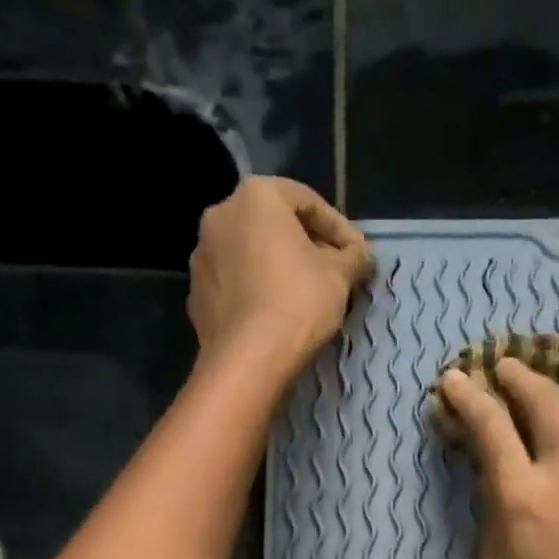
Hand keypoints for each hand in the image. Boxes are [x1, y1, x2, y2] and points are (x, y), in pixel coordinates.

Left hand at [187, 176, 372, 384]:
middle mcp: (220, 216)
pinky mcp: (197, 295)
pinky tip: (279, 315)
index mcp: (255, 198)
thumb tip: (362, 256)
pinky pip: (236, 285)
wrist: (248, 360)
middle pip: (274, 225)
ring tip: (307, 297)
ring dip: (280, 269)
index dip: (339, 228)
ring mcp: (202, 257)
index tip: (359, 254)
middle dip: (307, 246)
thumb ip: (354, 258)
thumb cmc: (298, 302)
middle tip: (335, 274)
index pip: (307, 201)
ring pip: (252, 255)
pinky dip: (258, 292)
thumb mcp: (340, 276)